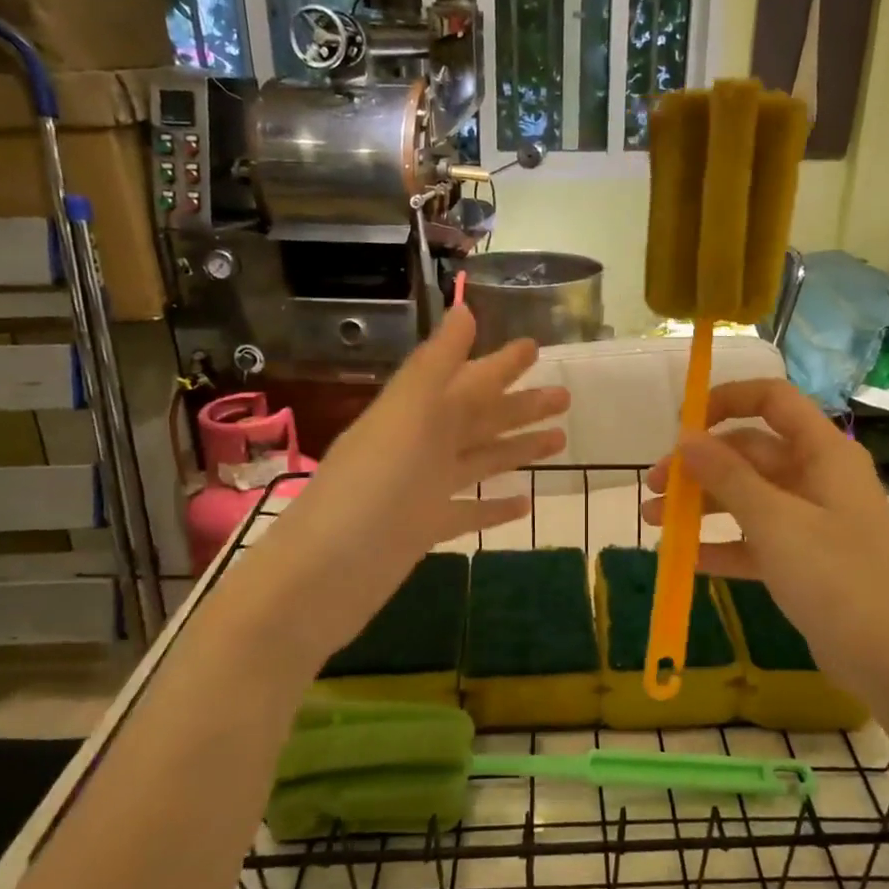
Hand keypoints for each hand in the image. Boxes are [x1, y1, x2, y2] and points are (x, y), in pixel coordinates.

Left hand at [237, 306, 568, 673]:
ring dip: (516, 449)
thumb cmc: (370, 489)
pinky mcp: (423, 530)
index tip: (536, 347)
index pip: (467, 378)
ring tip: (561, 440)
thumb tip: (464, 309)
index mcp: (416, 413)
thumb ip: (436, 366)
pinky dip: (495, 505)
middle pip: (478, 418)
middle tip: (566, 396)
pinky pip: (468, 510)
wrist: (322, 578)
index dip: (501, 363)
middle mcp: (419, 445)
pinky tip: (526, 502)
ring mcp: (421, 490)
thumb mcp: (406, 416)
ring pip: (479, 460)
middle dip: (520, 406)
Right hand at [642, 379, 888, 688]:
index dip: (726, 400)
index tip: (682, 425)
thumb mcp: (775, 522)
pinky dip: (724, 544)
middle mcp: (819, 476)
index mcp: (823, 452)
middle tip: (654, 487)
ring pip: (749, 496)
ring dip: (702, 504)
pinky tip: (686, 558)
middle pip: (751, 452)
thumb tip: (686, 438)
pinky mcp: (807, 558)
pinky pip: (757, 538)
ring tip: (654, 521)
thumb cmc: (836, 577)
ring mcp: (813, 519)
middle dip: (700, 466)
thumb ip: (727, 476)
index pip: (773, 400)